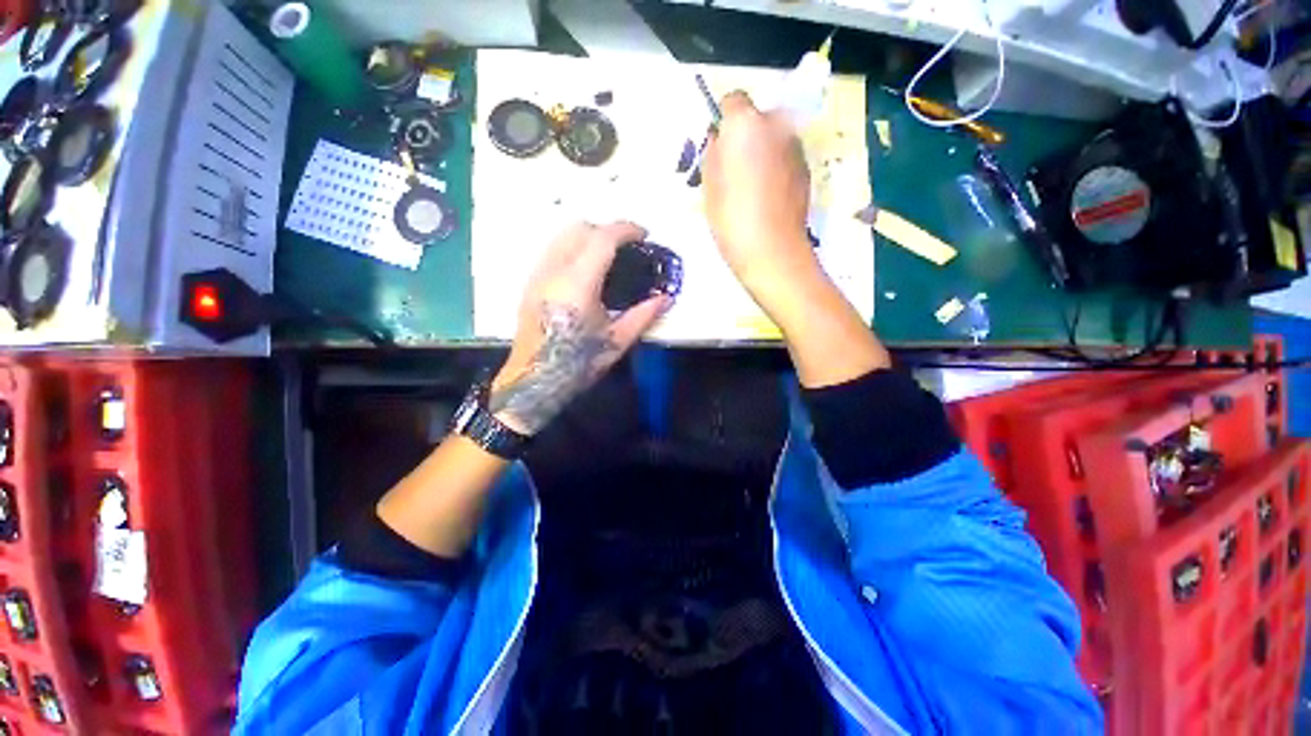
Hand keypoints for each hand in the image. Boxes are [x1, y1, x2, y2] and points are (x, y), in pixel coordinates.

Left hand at [489, 221, 670, 434]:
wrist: (534, 380)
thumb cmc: (578, 363)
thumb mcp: (616, 342)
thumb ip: (643, 316)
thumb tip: (667, 298)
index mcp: (577, 284)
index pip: (602, 238)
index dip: (626, 229)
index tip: (644, 235)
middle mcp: (553, 271)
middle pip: (580, 228)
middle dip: (607, 229)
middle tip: (628, 247)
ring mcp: (537, 275)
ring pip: (562, 235)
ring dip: (588, 236)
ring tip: (608, 255)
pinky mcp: (530, 283)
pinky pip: (553, 249)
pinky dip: (573, 246)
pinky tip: (585, 270)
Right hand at [703, 91, 817, 297]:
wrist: (772, 250)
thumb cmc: (732, 219)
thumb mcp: (709, 187)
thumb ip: (712, 154)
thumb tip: (720, 140)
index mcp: (745, 124)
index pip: (733, 100)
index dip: (723, 120)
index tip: (719, 145)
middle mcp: (776, 125)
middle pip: (757, 118)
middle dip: (745, 136)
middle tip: (734, 170)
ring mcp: (795, 147)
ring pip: (773, 138)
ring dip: (762, 152)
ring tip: (752, 189)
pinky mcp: (806, 169)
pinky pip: (785, 158)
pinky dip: (776, 168)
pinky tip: (767, 197)